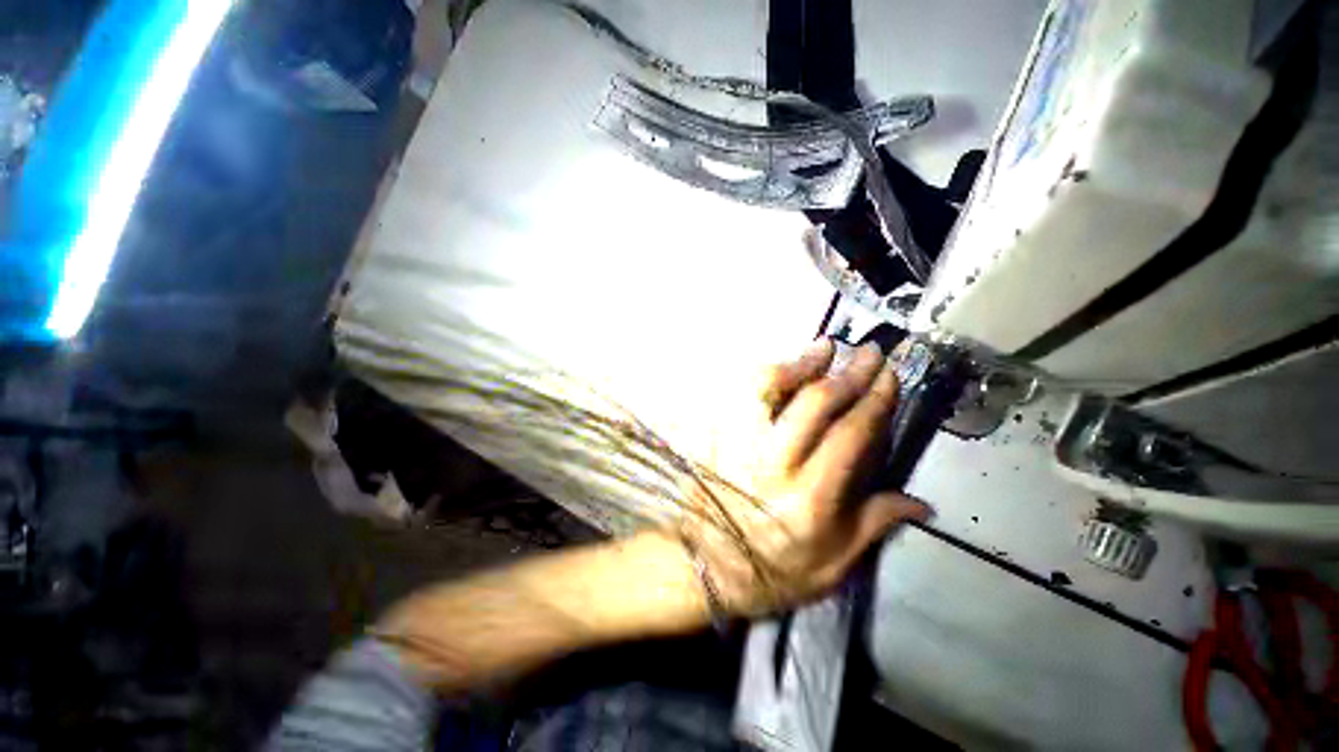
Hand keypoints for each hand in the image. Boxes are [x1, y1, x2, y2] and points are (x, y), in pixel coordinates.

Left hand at [682, 339, 930, 617]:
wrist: (705, 567)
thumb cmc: (772, 572)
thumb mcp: (833, 565)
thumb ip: (875, 525)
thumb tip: (921, 504)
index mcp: (808, 499)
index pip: (849, 435)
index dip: (873, 400)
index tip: (889, 375)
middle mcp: (772, 465)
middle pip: (812, 404)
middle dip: (846, 373)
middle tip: (867, 353)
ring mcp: (737, 447)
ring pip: (766, 390)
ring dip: (799, 364)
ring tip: (822, 348)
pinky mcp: (716, 439)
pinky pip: (738, 397)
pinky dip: (762, 378)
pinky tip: (780, 370)